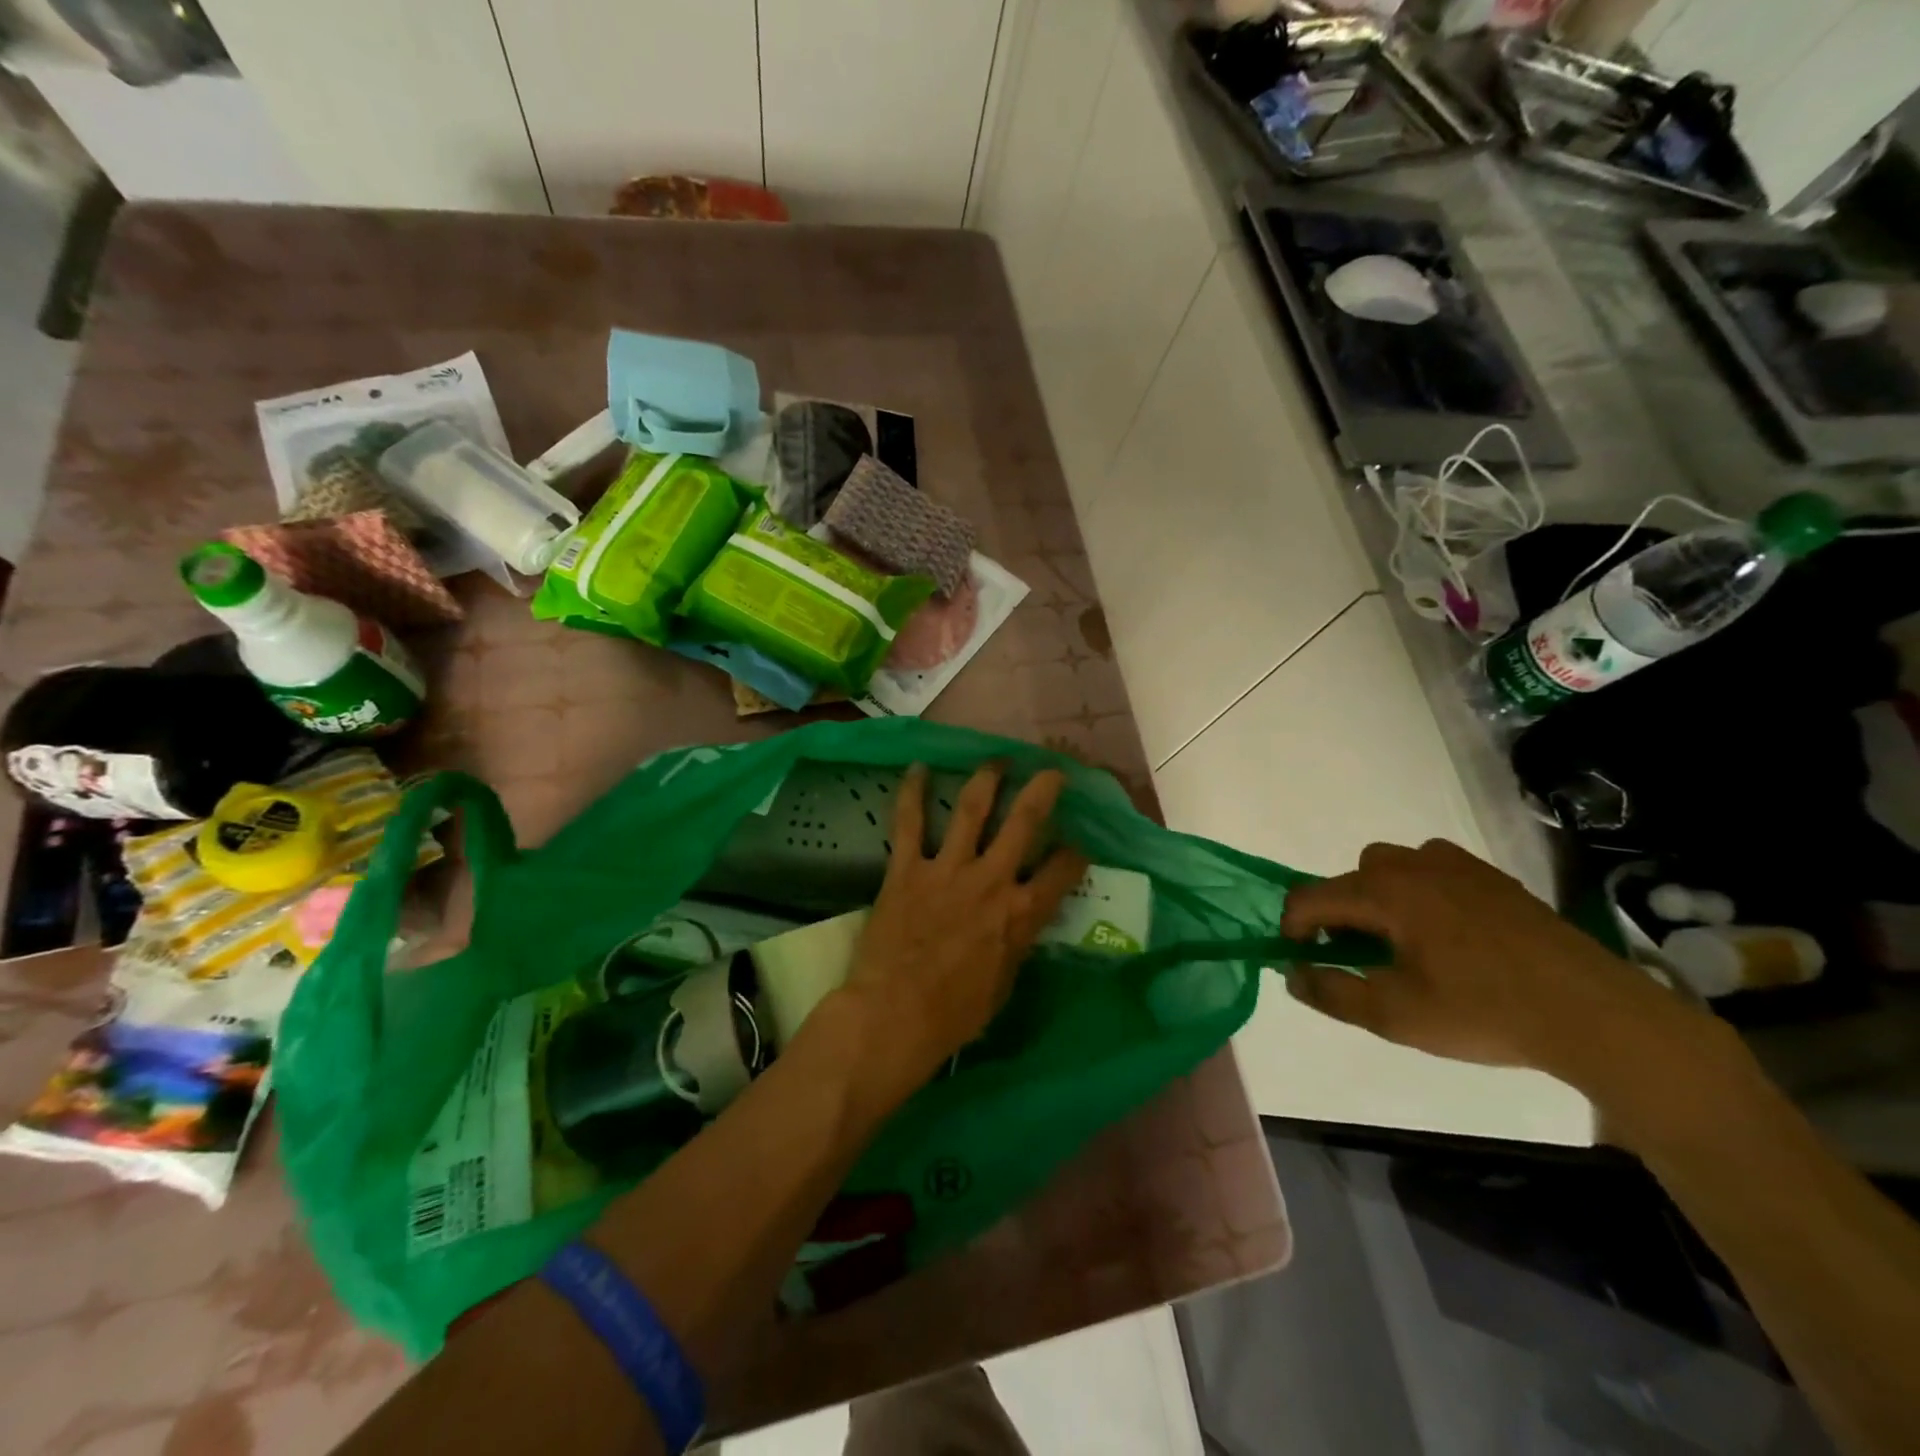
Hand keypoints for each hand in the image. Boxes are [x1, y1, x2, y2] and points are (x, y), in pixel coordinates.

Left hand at [832, 763, 1087, 1099]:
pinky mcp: (907, 868)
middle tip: (1051, 771)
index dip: (1074, 856)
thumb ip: (1016, 943)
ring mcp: (947, 869)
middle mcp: (990, 880)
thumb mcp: (1004, 984)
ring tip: (997, 760)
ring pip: (972, 809)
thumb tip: (1021, 923)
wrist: (894, 1015)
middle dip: (1042, 791)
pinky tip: (918, 768)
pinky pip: (910, 822)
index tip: (1076, 847)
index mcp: (1020, 913)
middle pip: (1024, 822)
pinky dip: (912, 793)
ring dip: (987, 779)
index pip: (1062, 872)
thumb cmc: (954, 1014)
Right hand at [1279, 839, 1719, 1087]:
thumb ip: (1332, 992)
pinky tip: (1447, 933)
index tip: (1302, 960)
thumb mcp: (1395, 1016)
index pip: (1311, 897)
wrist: (1595, 1014)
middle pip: (1350, 876)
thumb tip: (1293, 974)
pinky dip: (1420, 892)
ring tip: (1401, 942)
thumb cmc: (1484, 1012)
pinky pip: (1433, 870)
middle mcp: (1414, 866)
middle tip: (1358, 957)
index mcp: (1385, 893)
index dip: (1293, 927)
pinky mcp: (1492, 878)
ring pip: (1392, 866)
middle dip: (1339, 912)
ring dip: (1379, 897)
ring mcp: (1457, 866)